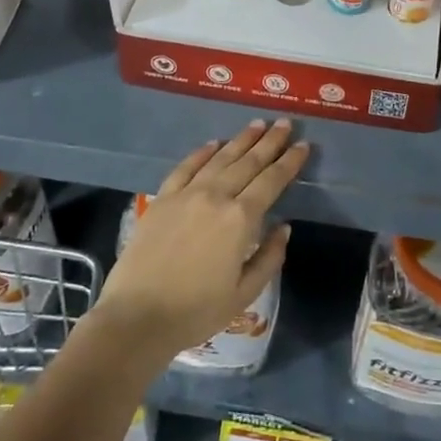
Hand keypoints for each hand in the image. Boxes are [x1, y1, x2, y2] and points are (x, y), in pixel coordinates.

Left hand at [93, 120, 305, 363]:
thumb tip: (284, 227)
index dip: (290, 161)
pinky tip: (213, 144)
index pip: (272, 181)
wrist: (137, 317)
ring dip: (241, 140)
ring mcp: (186, 194)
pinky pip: (186, 167)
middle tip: (285, 123)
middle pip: (249, 162)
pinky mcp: (162, 198)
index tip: (303, 145)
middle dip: (270, 141)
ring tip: (257, 125)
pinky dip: (202, 152)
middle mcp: (216, 196)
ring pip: (220, 158)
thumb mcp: (244, 293)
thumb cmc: (196, 311)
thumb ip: (270, 257)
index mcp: (240, 219)